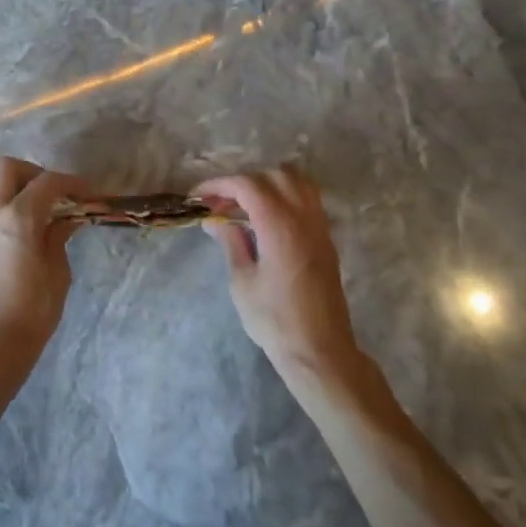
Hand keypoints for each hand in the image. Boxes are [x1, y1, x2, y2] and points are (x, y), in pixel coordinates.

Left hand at [0, 157, 88, 373]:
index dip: (72, 183)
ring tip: (48, 212)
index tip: (90, 194)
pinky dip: (12, 205)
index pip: (47, 182)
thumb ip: (59, 236)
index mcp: (18, 217)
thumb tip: (67, 219)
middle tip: (58, 194)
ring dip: (22, 188)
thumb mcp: (57, 271)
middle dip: (36, 173)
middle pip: (9, 168)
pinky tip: (33, 228)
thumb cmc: (32, 310)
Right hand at [195, 169, 361, 381]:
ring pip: (298, 183)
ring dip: (268, 184)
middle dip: (244, 182)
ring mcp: (320, 228)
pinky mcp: (326, 240)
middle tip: (220, 203)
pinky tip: (266, 219)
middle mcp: (304, 219)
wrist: (319, 350)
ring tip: (244, 206)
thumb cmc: (274, 320)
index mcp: (280, 227)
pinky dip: (285, 197)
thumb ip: (231, 242)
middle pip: (275, 176)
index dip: (220, 185)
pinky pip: (308, 200)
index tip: (199, 197)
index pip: (249, 185)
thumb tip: (214, 220)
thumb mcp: (242, 281)